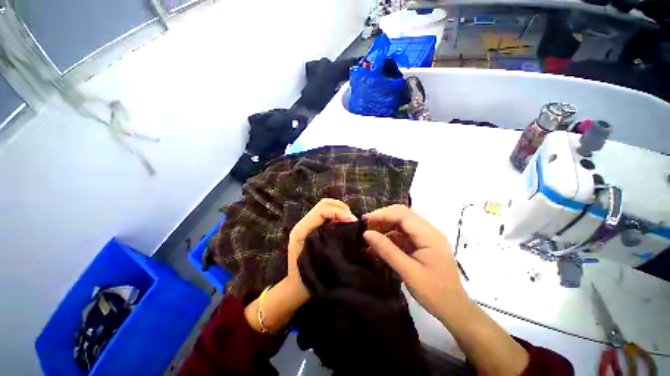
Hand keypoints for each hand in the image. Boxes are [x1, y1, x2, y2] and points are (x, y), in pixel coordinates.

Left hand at [287, 198, 357, 286]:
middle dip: (340, 208)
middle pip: (324, 204)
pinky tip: (344, 224)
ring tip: (350, 221)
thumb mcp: (319, 259)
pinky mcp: (312, 228)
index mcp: (302, 229)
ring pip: (325, 207)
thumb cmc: (307, 276)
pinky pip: (326, 214)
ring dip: (340, 210)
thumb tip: (348, 228)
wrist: (295, 287)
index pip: (322, 211)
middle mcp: (303, 223)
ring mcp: (307, 224)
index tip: (352, 221)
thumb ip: (331, 241)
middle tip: (352, 220)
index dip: (339, 213)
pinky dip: (337, 215)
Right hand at [365, 205, 529, 374]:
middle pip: (403, 214)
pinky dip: (391, 235)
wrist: (454, 309)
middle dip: (383, 217)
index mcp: (430, 235)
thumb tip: (367, 234)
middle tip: (366, 226)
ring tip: (371, 235)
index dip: (383, 214)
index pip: (403, 215)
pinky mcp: (423, 243)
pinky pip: (404, 233)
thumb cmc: (434, 293)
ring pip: (402, 222)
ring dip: (386, 226)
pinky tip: (381, 243)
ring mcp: (427, 236)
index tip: (365, 220)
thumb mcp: (408, 272)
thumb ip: (387, 250)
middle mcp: (429, 231)